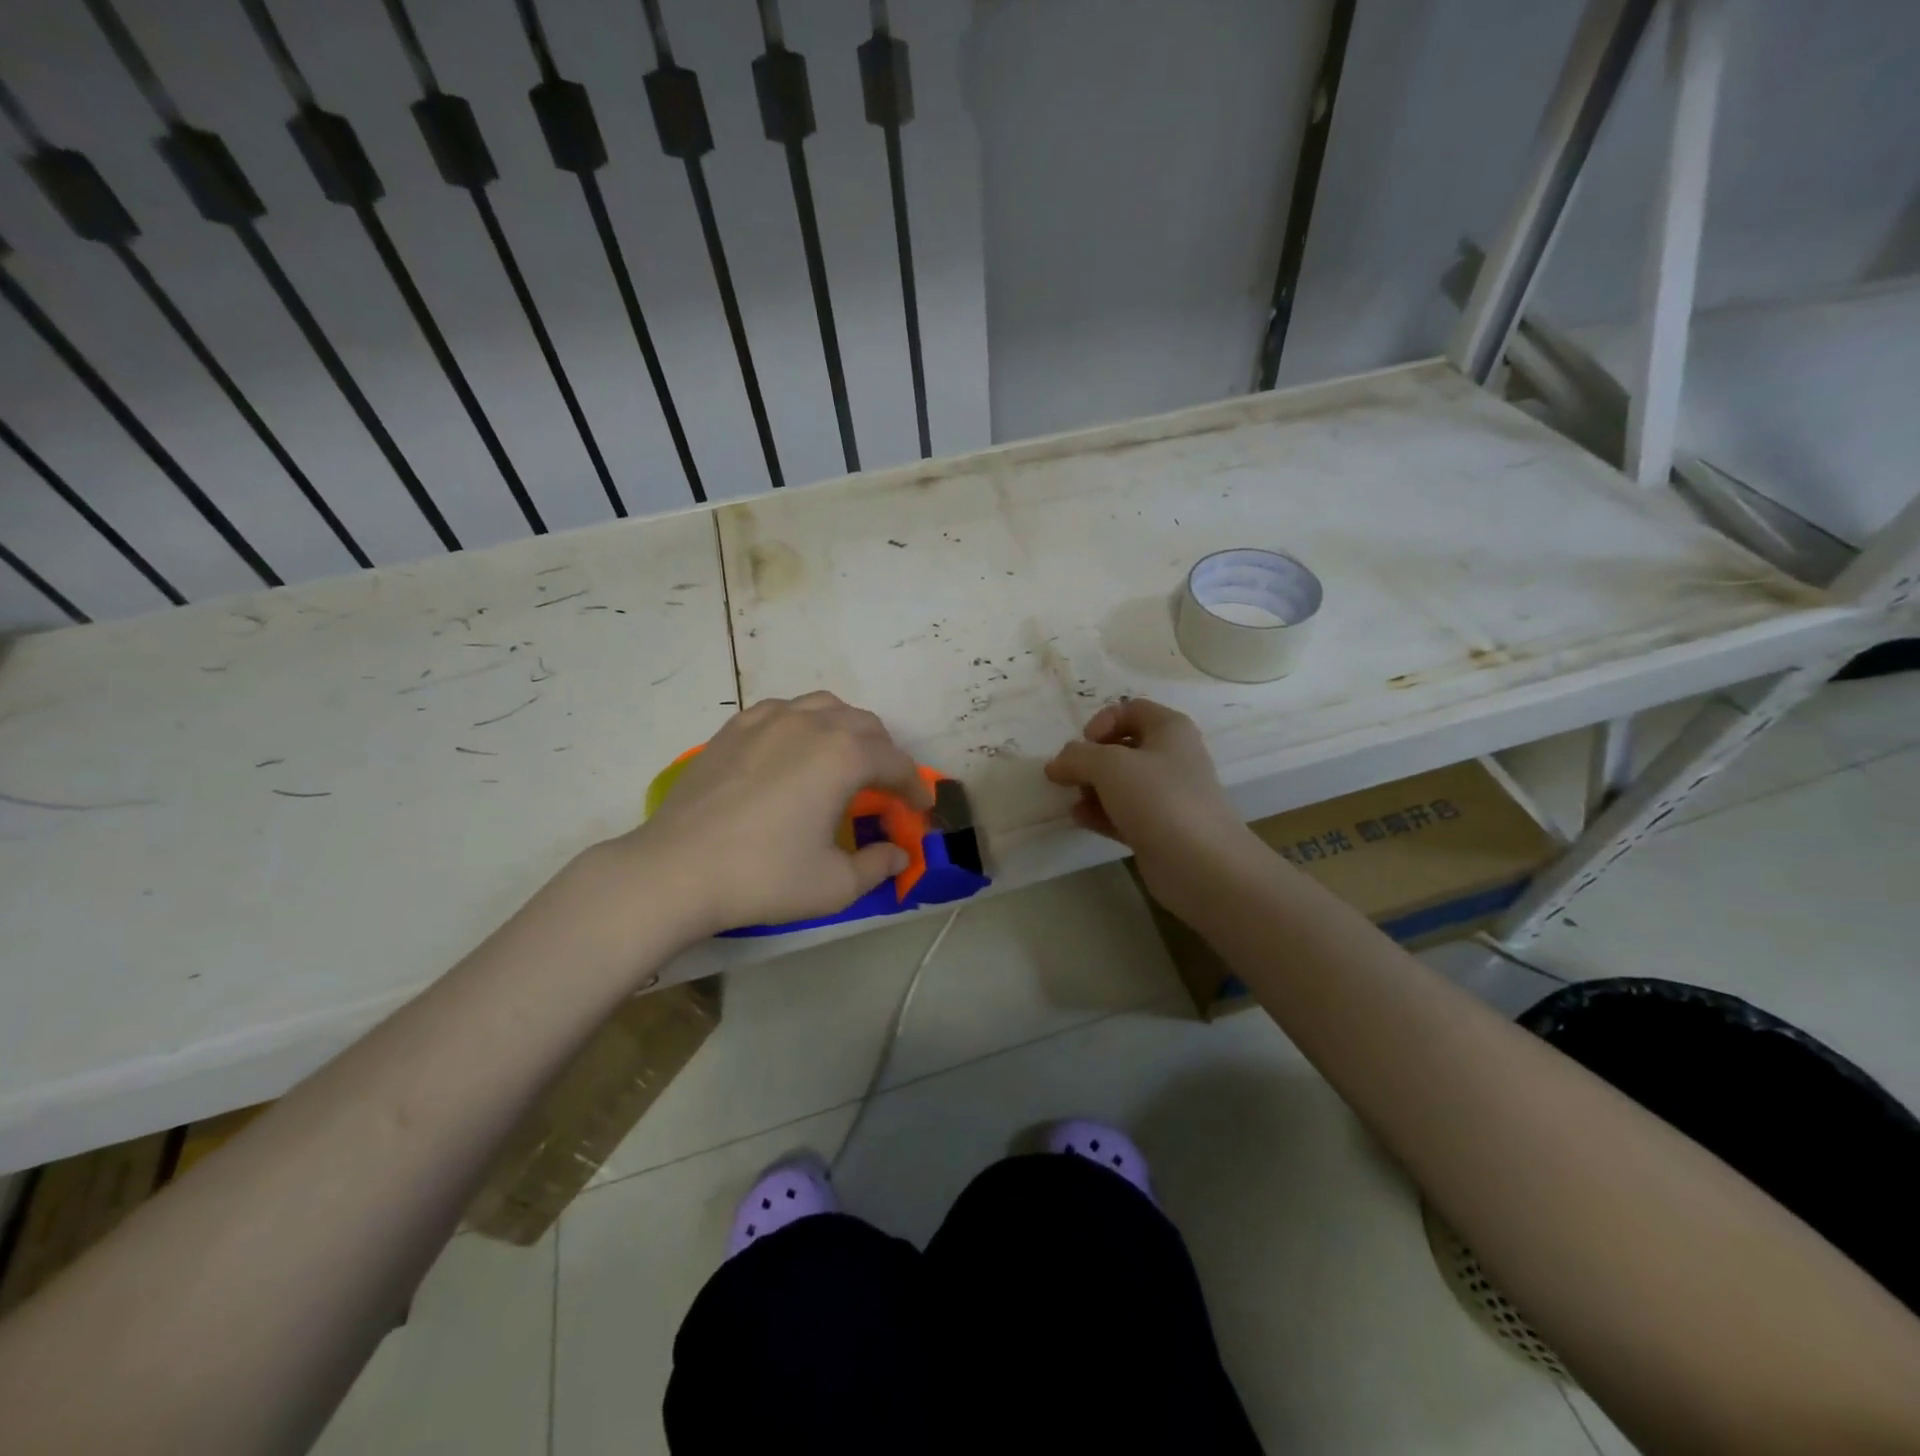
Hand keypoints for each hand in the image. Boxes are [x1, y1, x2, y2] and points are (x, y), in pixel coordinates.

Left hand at [615, 692, 931, 937]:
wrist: (676, 870)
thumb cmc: (764, 876)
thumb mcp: (834, 885)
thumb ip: (877, 866)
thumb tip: (898, 854)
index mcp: (844, 756)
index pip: (896, 763)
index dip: (914, 787)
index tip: (920, 809)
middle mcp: (811, 724)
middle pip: (865, 725)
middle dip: (885, 754)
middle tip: (885, 788)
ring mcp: (768, 720)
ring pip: (824, 707)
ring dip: (846, 730)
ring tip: (844, 760)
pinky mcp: (734, 728)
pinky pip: (783, 710)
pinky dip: (803, 724)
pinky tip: (793, 751)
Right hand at [1044, 698, 1255, 917]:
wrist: (1200, 864)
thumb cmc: (1158, 798)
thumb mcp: (1109, 765)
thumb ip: (1077, 757)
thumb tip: (1056, 764)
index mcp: (1169, 729)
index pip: (1131, 709)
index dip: (1103, 721)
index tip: (1085, 744)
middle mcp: (1172, 757)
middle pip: (1123, 748)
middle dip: (1091, 759)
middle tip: (1070, 776)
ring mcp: (1167, 796)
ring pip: (1121, 783)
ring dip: (1092, 788)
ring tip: (1074, 800)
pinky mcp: (1159, 829)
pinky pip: (1123, 813)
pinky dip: (1101, 813)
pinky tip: (1080, 819)